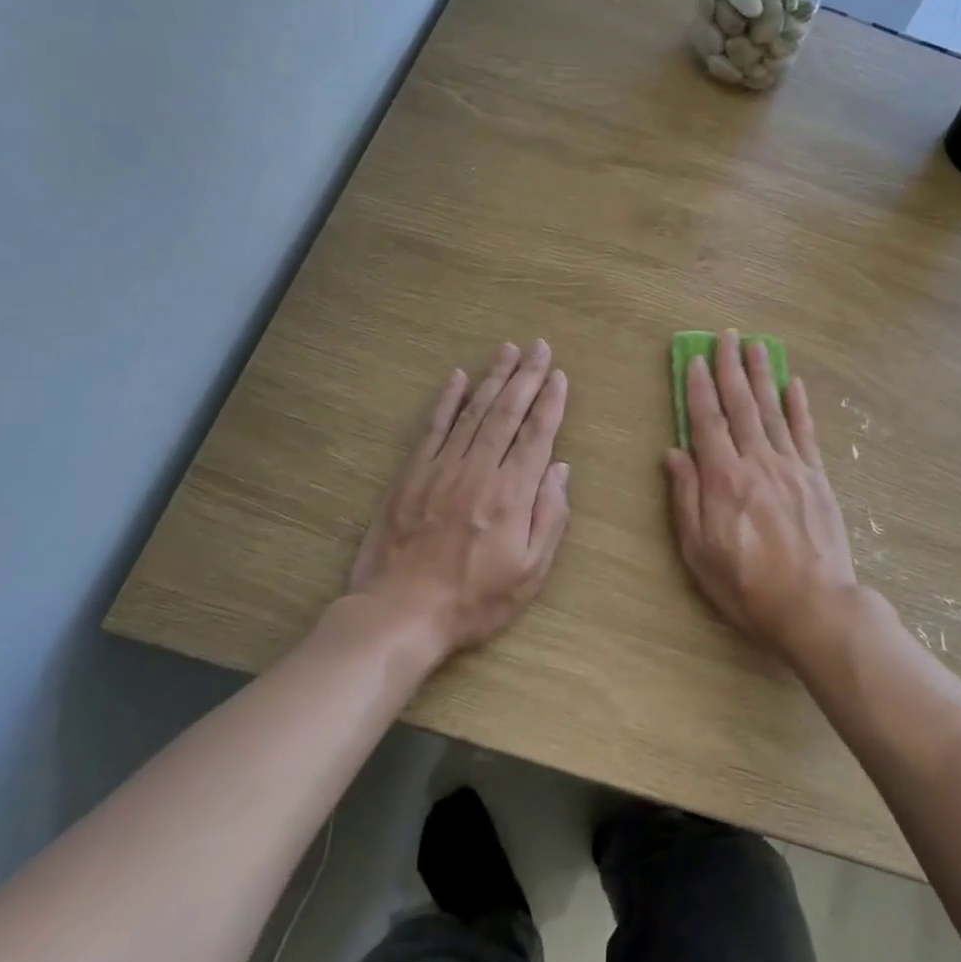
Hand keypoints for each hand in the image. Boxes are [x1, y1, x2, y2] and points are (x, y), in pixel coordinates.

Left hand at [343, 341, 570, 658]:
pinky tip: (457, 376)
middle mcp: (479, 470)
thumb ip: (550, 517)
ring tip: (509, 350)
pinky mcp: (411, 474)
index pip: (537, 435)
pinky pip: (432, 427)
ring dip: (493, 378)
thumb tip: (560, 469)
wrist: (400, 614)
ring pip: (473, 411)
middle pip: (507, 412)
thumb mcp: (529, 572)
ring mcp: (441, 468)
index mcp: (512, 493)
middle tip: (540, 347)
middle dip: (527, 377)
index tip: (560, 374)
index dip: (551, 402)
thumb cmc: (474, 600)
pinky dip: (446, 399)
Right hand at [665, 330, 858, 656]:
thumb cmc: (747, 585)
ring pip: (773, 410)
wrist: (814, 605)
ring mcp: (791, 466)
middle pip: (741, 405)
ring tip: (757, 345)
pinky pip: (806, 432)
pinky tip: (794, 384)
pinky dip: (799, 406)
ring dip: (762, 375)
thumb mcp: (699, 551)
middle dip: (732, 367)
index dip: (700, 388)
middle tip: (726, 335)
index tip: (696, 359)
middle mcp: (757, 461)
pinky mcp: (817, 478)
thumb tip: (673, 453)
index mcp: (724, 478)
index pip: (707, 421)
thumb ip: (685, 498)